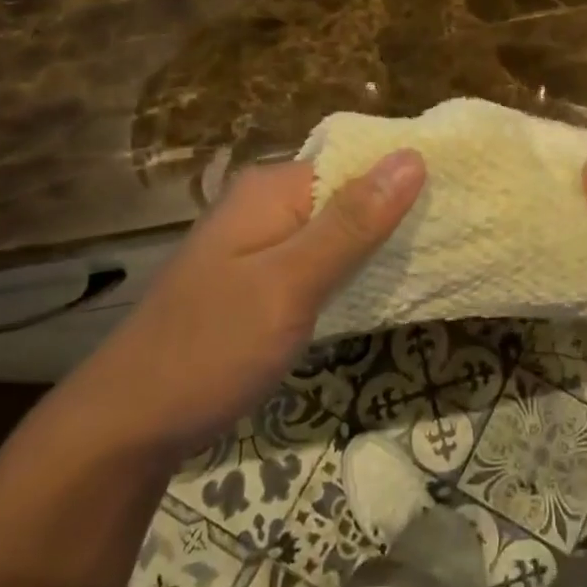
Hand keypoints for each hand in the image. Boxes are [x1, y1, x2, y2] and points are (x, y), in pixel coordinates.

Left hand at [82, 150, 425, 454]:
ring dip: (377, 241)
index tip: (461, 196)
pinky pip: (319, 258)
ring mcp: (260, 244)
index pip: (357, 160)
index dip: (406, 174)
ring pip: (336, 228)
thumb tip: (413, 156)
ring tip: (438, 254)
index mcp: (271, 189)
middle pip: (347, 192)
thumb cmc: (211, 349)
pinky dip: (351, 268)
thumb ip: (352, 222)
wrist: (126, 429)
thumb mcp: (290, 284)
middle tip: (458, 231)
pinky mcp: (259, 280)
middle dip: (397, 210)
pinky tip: (384, 285)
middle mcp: (265, 204)